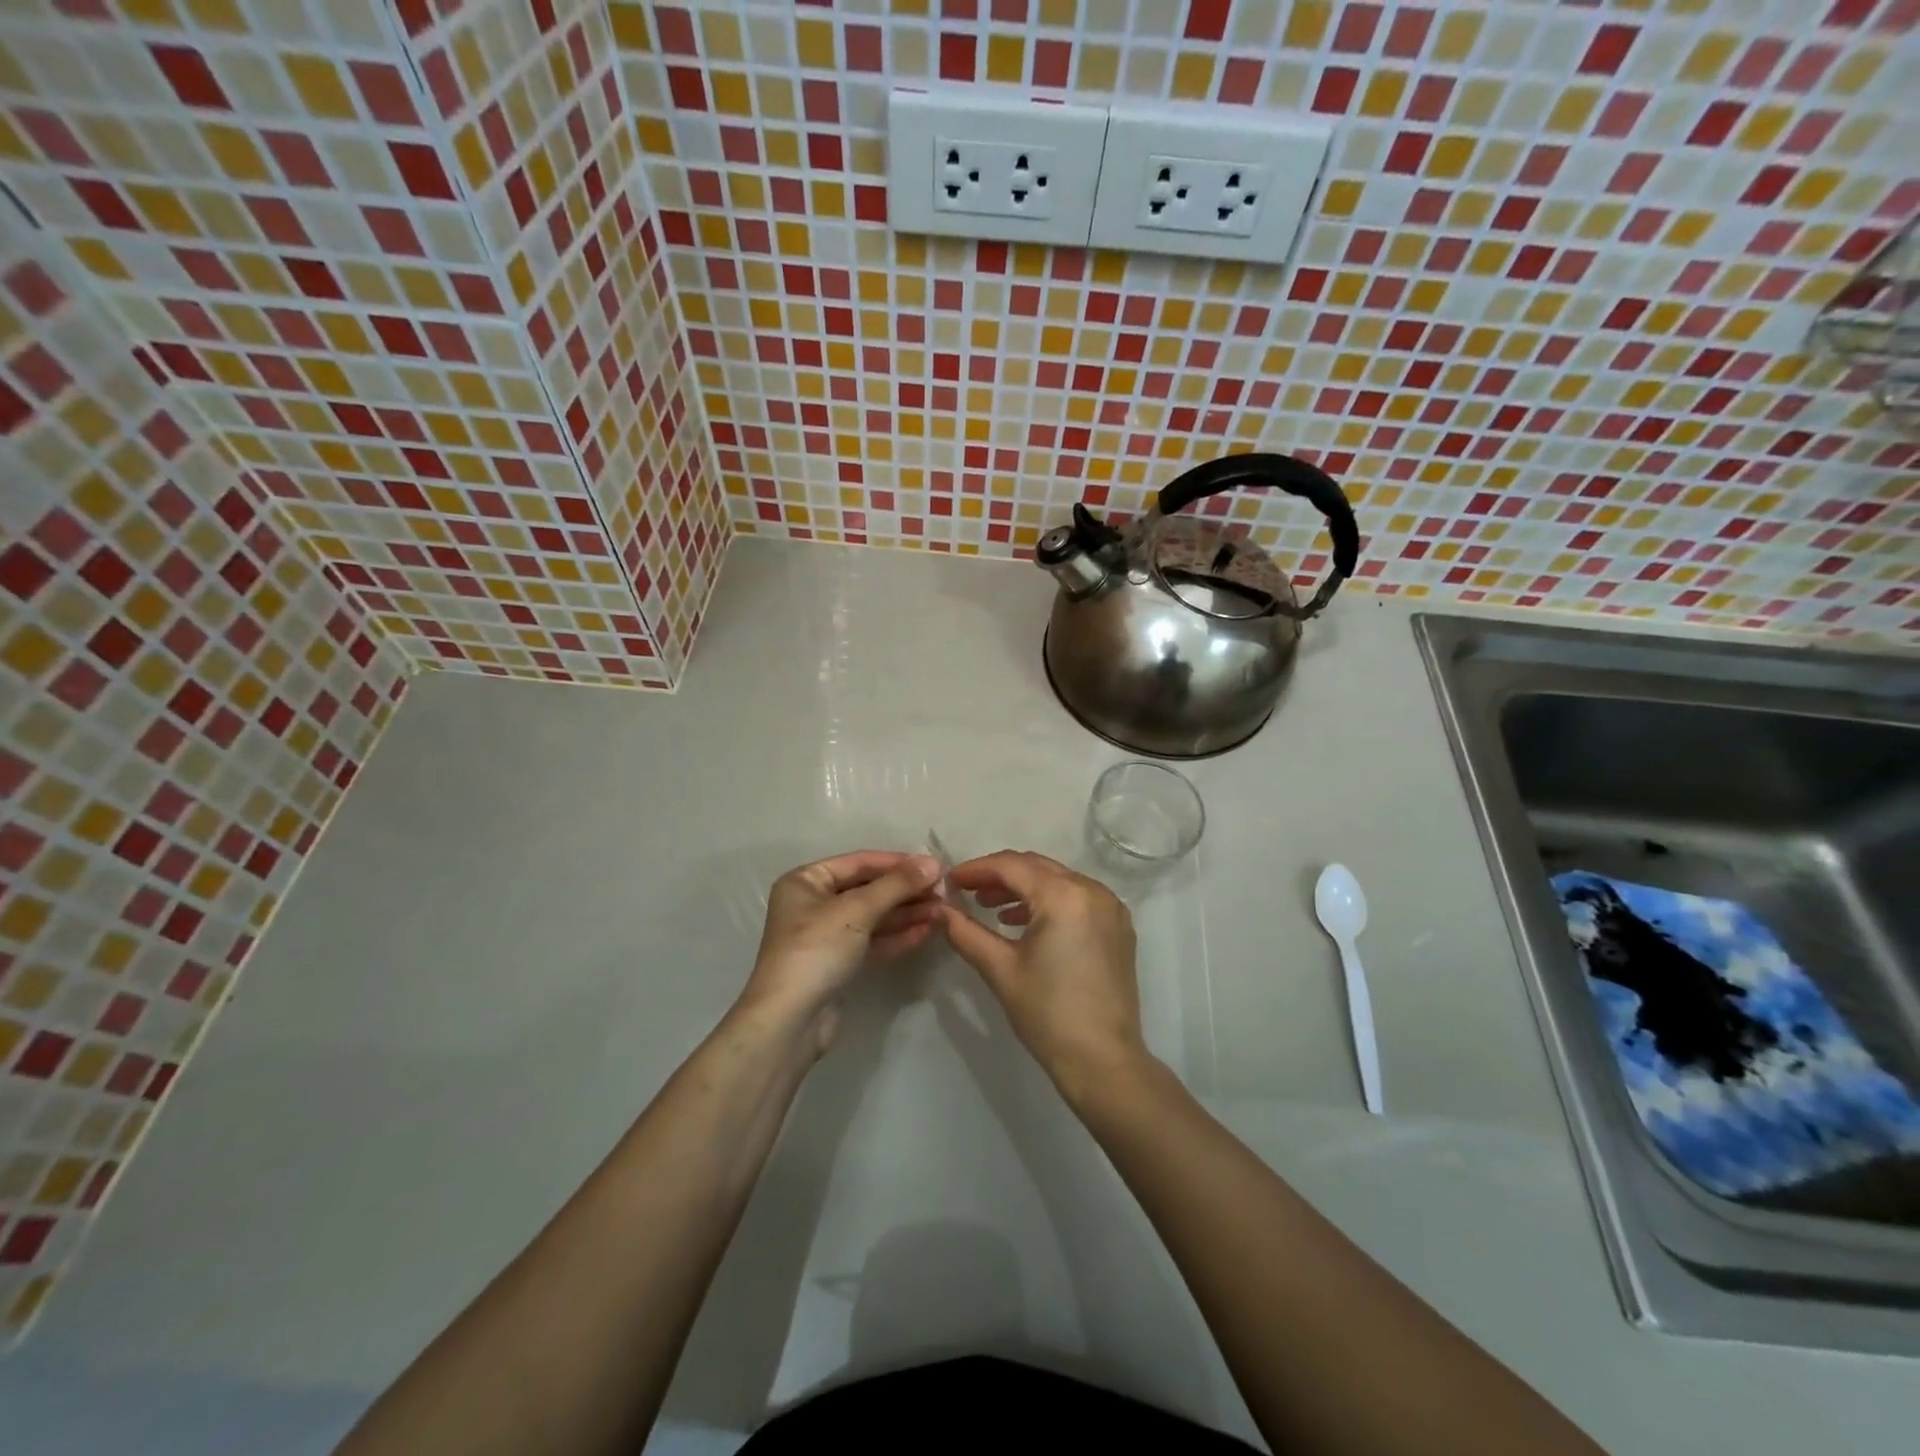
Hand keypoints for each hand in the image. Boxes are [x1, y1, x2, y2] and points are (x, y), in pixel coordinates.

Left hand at [738, 851, 942, 1053]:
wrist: (790, 1022)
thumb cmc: (816, 950)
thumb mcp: (857, 910)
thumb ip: (897, 884)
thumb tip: (933, 862)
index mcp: (807, 881)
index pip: (860, 863)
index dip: (898, 863)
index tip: (935, 866)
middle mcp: (814, 903)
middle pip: (868, 889)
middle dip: (906, 890)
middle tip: (944, 891)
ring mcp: (826, 935)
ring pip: (874, 916)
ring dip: (907, 912)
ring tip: (942, 910)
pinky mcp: (839, 963)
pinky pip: (873, 940)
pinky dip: (898, 935)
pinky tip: (926, 931)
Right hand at [939, 851, 1147, 1099]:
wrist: (1103, 1061)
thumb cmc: (1048, 1013)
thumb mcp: (1000, 969)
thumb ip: (965, 932)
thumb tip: (938, 910)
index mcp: (1064, 895)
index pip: (1011, 866)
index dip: (976, 869)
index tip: (950, 882)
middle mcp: (1092, 890)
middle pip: (1037, 867)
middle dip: (999, 876)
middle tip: (967, 891)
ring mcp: (1111, 908)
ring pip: (1058, 881)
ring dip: (1024, 888)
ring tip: (990, 907)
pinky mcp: (1118, 927)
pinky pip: (1077, 898)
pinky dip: (1049, 902)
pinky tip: (1025, 923)